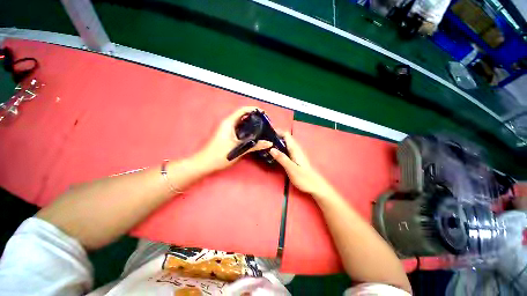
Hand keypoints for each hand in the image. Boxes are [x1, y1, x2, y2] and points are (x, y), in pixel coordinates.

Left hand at [195, 106, 272, 172]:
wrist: (205, 163)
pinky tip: (253, 135)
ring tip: (262, 128)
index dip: (254, 109)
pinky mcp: (227, 135)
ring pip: (241, 122)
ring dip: (251, 123)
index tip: (264, 113)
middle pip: (243, 115)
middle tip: (265, 122)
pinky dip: (246, 129)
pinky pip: (239, 129)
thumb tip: (269, 143)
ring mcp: (227, 129)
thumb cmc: (220, 155)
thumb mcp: (239, 149)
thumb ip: (255, 145)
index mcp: (229, 122)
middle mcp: (227, 123)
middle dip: (254, 117)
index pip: (243, 110)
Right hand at [269, 131, 333, 197]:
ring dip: (277, 141)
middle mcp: (296, 148)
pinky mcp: (296, 157)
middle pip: (286, 137)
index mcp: (295, 149)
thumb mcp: (291, 169)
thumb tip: (271, 149)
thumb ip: (282, 158)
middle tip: (264, 140)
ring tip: (267, 145)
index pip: (286, 134)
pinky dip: (280, 147)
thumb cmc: (304, 178)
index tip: (267, 133)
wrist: (316, 186)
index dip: (277, 131)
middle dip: (276, 136)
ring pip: (286, 143)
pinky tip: (275, 153)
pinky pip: (287, 148)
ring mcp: (297, 153)